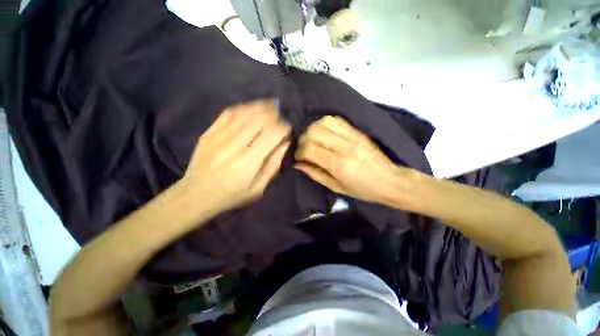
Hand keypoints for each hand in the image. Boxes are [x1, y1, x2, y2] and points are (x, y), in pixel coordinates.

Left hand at [181, 99, 290, 211]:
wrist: (196, 195)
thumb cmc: (232, 195)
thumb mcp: (258, 188)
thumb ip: (273, 165)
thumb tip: (285, 144)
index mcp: (248, 162)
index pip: (272, 135)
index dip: (283, 128)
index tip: (287, 128)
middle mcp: (234, 146)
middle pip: (259, 120)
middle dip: (273, 115)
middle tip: (280, 116)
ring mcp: (219, 137)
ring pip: (244, 113)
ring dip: (260, 107)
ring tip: (270, 106)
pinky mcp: (208, 133)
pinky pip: (228, 114)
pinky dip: (243, 108)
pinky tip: (251, 107)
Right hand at [295, 116, 413, 205]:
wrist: (390, 180)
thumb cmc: (362, 189)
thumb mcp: (336, 187)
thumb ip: (315, 174)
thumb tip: (298, 164)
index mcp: (338, 164)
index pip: (309, 149)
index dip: (299, 152)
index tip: (298, 158)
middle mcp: (344, 146)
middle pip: (314, 132)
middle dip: (303, 139)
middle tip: (305, 149)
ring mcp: (352, 136)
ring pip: (324, 122)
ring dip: (314, 129)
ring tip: (314, 140)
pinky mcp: (358, 131)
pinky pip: (336, 120)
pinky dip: (325, 124)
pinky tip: (325, 134)